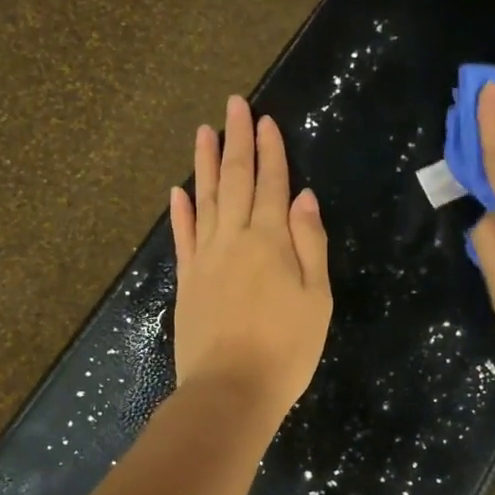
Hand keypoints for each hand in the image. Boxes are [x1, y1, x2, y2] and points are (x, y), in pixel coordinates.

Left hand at [169, 96, 332, 423]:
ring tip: (202, 131)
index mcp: (270, 241)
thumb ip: (309, 244)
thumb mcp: (317, 298)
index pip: (270, 184)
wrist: (230, 390)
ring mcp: (204, 258)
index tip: (264, 119)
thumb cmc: (286, 349)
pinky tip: (177, 191)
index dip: (270, 151)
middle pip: (234, 180)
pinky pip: (183, 237)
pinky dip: (180, 211)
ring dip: (203, 163)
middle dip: (235, 141)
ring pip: (204, 199)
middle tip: (232, 104)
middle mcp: (233, 239)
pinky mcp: (187, 281)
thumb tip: (303, 196)